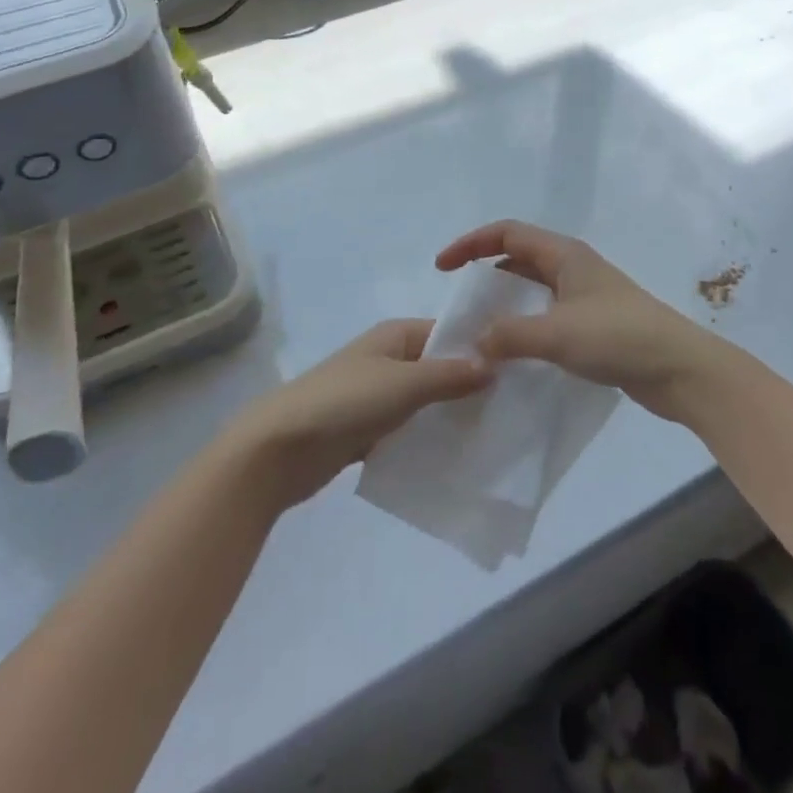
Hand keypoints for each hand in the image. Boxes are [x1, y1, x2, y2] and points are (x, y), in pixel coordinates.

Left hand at [228, 319, 492, 508]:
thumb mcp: (404, 383)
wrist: (277, 448)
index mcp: (395, 335)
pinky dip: (426, 439)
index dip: (478, 348)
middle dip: (468, 386)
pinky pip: (406, 430)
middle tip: (510, 408)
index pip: (447, 333)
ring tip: (491, 435)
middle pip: (438, 368)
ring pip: (424, 402)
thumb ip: (450, 375)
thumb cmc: (344, 402)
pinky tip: (455, 459)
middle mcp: (387, 359)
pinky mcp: (365, 430)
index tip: (516, 371)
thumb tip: (492, 364)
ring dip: (448, 416)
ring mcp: (375, 395)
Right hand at [436, 221, 727, 422]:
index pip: (507, 233)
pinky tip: (515, 350)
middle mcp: (574, 267)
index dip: (471, 244)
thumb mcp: (557, 334)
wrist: (680, 369)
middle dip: (486, 270)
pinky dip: (525, 323)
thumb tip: (475, 340)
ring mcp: (586, 295)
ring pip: (534, 287)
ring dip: (506, 300)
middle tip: (459, 300)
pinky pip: (548, 313)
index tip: (442, 267)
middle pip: (520, 256)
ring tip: (480, 326)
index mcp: (564, 255)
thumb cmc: (619, 338)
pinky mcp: (595, 324)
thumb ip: (510, 335)